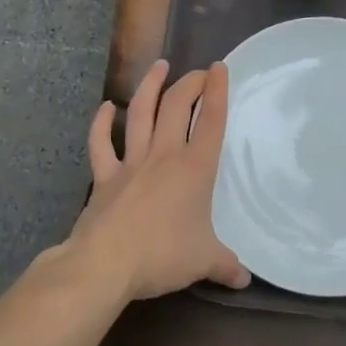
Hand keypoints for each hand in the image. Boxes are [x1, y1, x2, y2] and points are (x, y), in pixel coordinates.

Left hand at [68, 60, 249, 301]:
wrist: (106, 264)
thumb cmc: (163, 256)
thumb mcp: (204, 262)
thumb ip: (226, 265)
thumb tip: (244, 279)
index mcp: (194, 168)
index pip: (211, 121)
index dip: (217, 91)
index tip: (219, 68)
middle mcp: (164, 155)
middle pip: (177, 106)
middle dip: (189, 83)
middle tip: (197, 72)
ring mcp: (131, 161)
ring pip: (140, 112)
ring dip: (150, 86)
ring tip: (159, 66)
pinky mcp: (104, 175)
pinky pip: (101, 142)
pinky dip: (101, 123)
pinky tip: (106, 107)